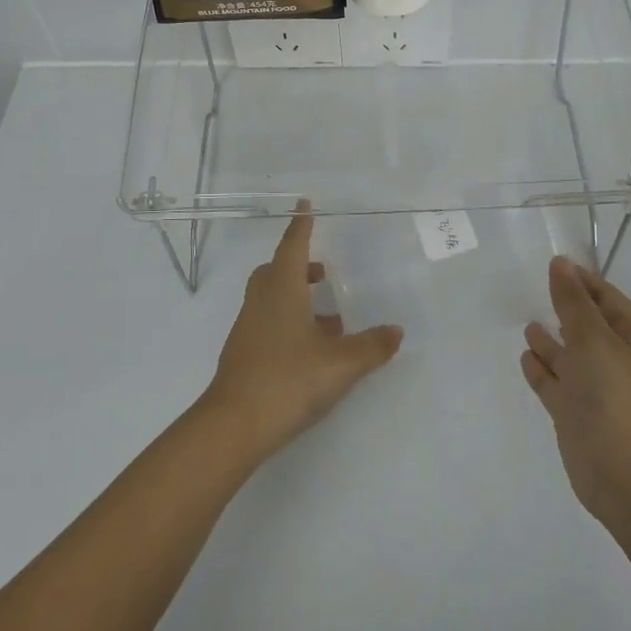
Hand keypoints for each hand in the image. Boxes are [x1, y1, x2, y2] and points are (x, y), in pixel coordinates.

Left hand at [202, 207, 403, 462]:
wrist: (234, 426)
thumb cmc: (288, 380)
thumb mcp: (340, 364)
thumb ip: (371, 347)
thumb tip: (396, 331)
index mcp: (282, 290)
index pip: (293, 247)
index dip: (301, 226)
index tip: (305, 204)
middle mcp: (261, 302)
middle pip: (276, 271)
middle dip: (299, 265)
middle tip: (323, 272)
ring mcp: (248, 328)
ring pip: (271, 298)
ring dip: (296, 298)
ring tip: (329, 319)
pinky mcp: (243, 354)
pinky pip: (268, 323)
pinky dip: (288, 322)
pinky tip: (311, 350)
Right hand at [521, 256, 630, 523]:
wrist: (622, 475)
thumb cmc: (613, 397)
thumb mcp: (593, 339)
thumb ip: (572, 301)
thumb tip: (560, 263)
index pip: (608, 298)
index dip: (582, 281)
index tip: (553, 265)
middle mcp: (618, 361)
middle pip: (588, 325)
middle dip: (565, 309)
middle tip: (537, 289)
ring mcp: (597, 389)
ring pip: (570, 356)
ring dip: (551, 340)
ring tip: (529, 326)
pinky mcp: (576, 414)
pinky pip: (556, 383)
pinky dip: (542, 369)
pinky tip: (526, 357)